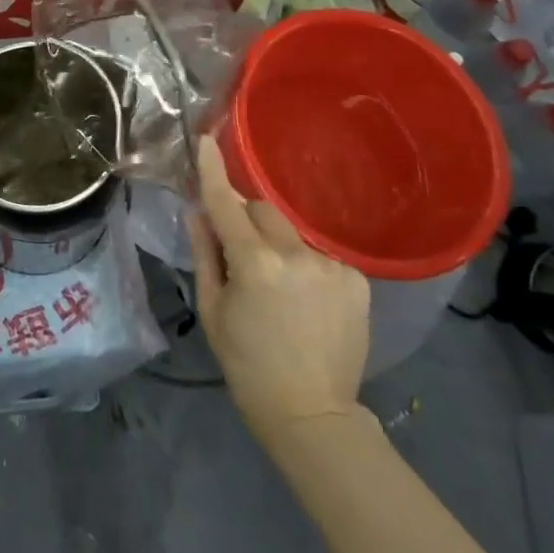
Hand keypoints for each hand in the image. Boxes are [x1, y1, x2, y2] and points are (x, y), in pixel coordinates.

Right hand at [186, 136, 370, 445]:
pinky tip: (307, 300)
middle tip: (240, 254)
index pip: (225, 204)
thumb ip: (204, 253)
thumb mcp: (212, 309)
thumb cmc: (247, 363)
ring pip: (291, 233)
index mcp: (254, 263)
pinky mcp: (356, 280)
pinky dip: (305, 266)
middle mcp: (295, 255)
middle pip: (262, 210)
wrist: (312, 413)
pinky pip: (318, 254)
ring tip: (279, 288)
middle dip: (246, 220)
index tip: (205, 139)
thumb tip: (197, 211)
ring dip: (277, 245)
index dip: (213, 171)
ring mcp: (331, 266)